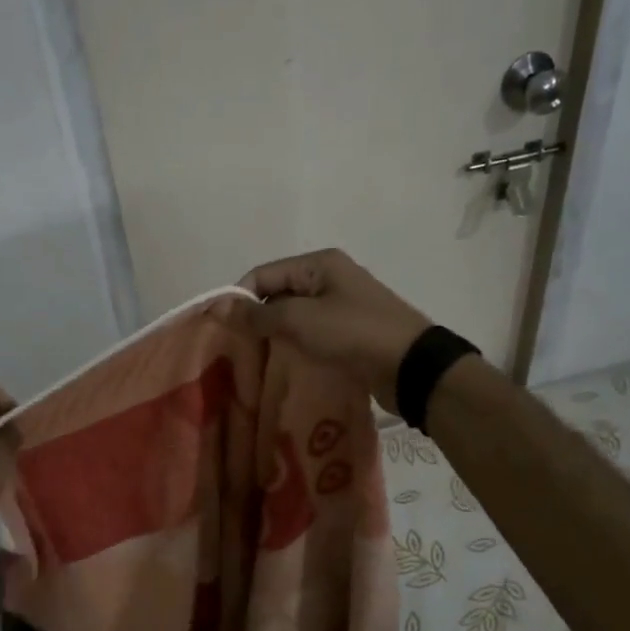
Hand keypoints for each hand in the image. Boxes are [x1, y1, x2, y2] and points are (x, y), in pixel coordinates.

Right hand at [228, 249, 432, 411]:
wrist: (410, 366)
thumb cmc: (352, 332)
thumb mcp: (300, 319)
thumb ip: (258, 314)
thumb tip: (219, 307)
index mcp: (318, 264)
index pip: (262, 274)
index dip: (238, 298)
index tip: (220, 329)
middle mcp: (328, 279)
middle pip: (277, 294)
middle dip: (254, 320)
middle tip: (234, 350)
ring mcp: (340, 306)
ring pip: (293, 318)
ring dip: (274, 337)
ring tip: (253, 362)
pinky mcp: (348, 333)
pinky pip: (311, 335)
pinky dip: (294, 347)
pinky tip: (281, 366)